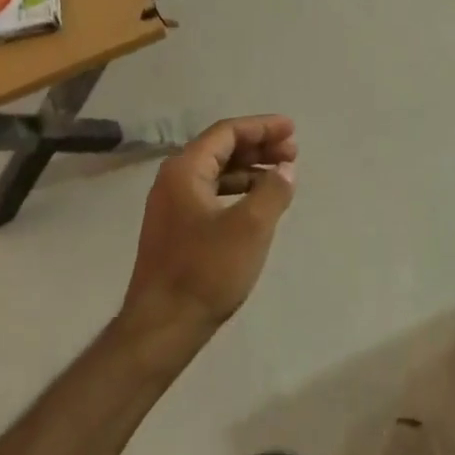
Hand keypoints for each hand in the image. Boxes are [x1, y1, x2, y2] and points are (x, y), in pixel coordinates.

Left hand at [122, 115, 297, 339]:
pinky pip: (212, 193)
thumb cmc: (206, 270)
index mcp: (185, 170)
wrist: (162, 327)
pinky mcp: (176, 229)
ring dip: (250, 169)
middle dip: (258, 146)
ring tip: (281, 175)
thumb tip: (285, 169)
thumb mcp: (251, 226)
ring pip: (217, 172)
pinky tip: (259, 203)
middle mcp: (173, 180)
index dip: (262, 127)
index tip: (292, 130)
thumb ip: (273, 190)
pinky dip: (238, 190)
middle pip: (221, 149)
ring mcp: (172, 206)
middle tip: (292, 153)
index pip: (226, 132)